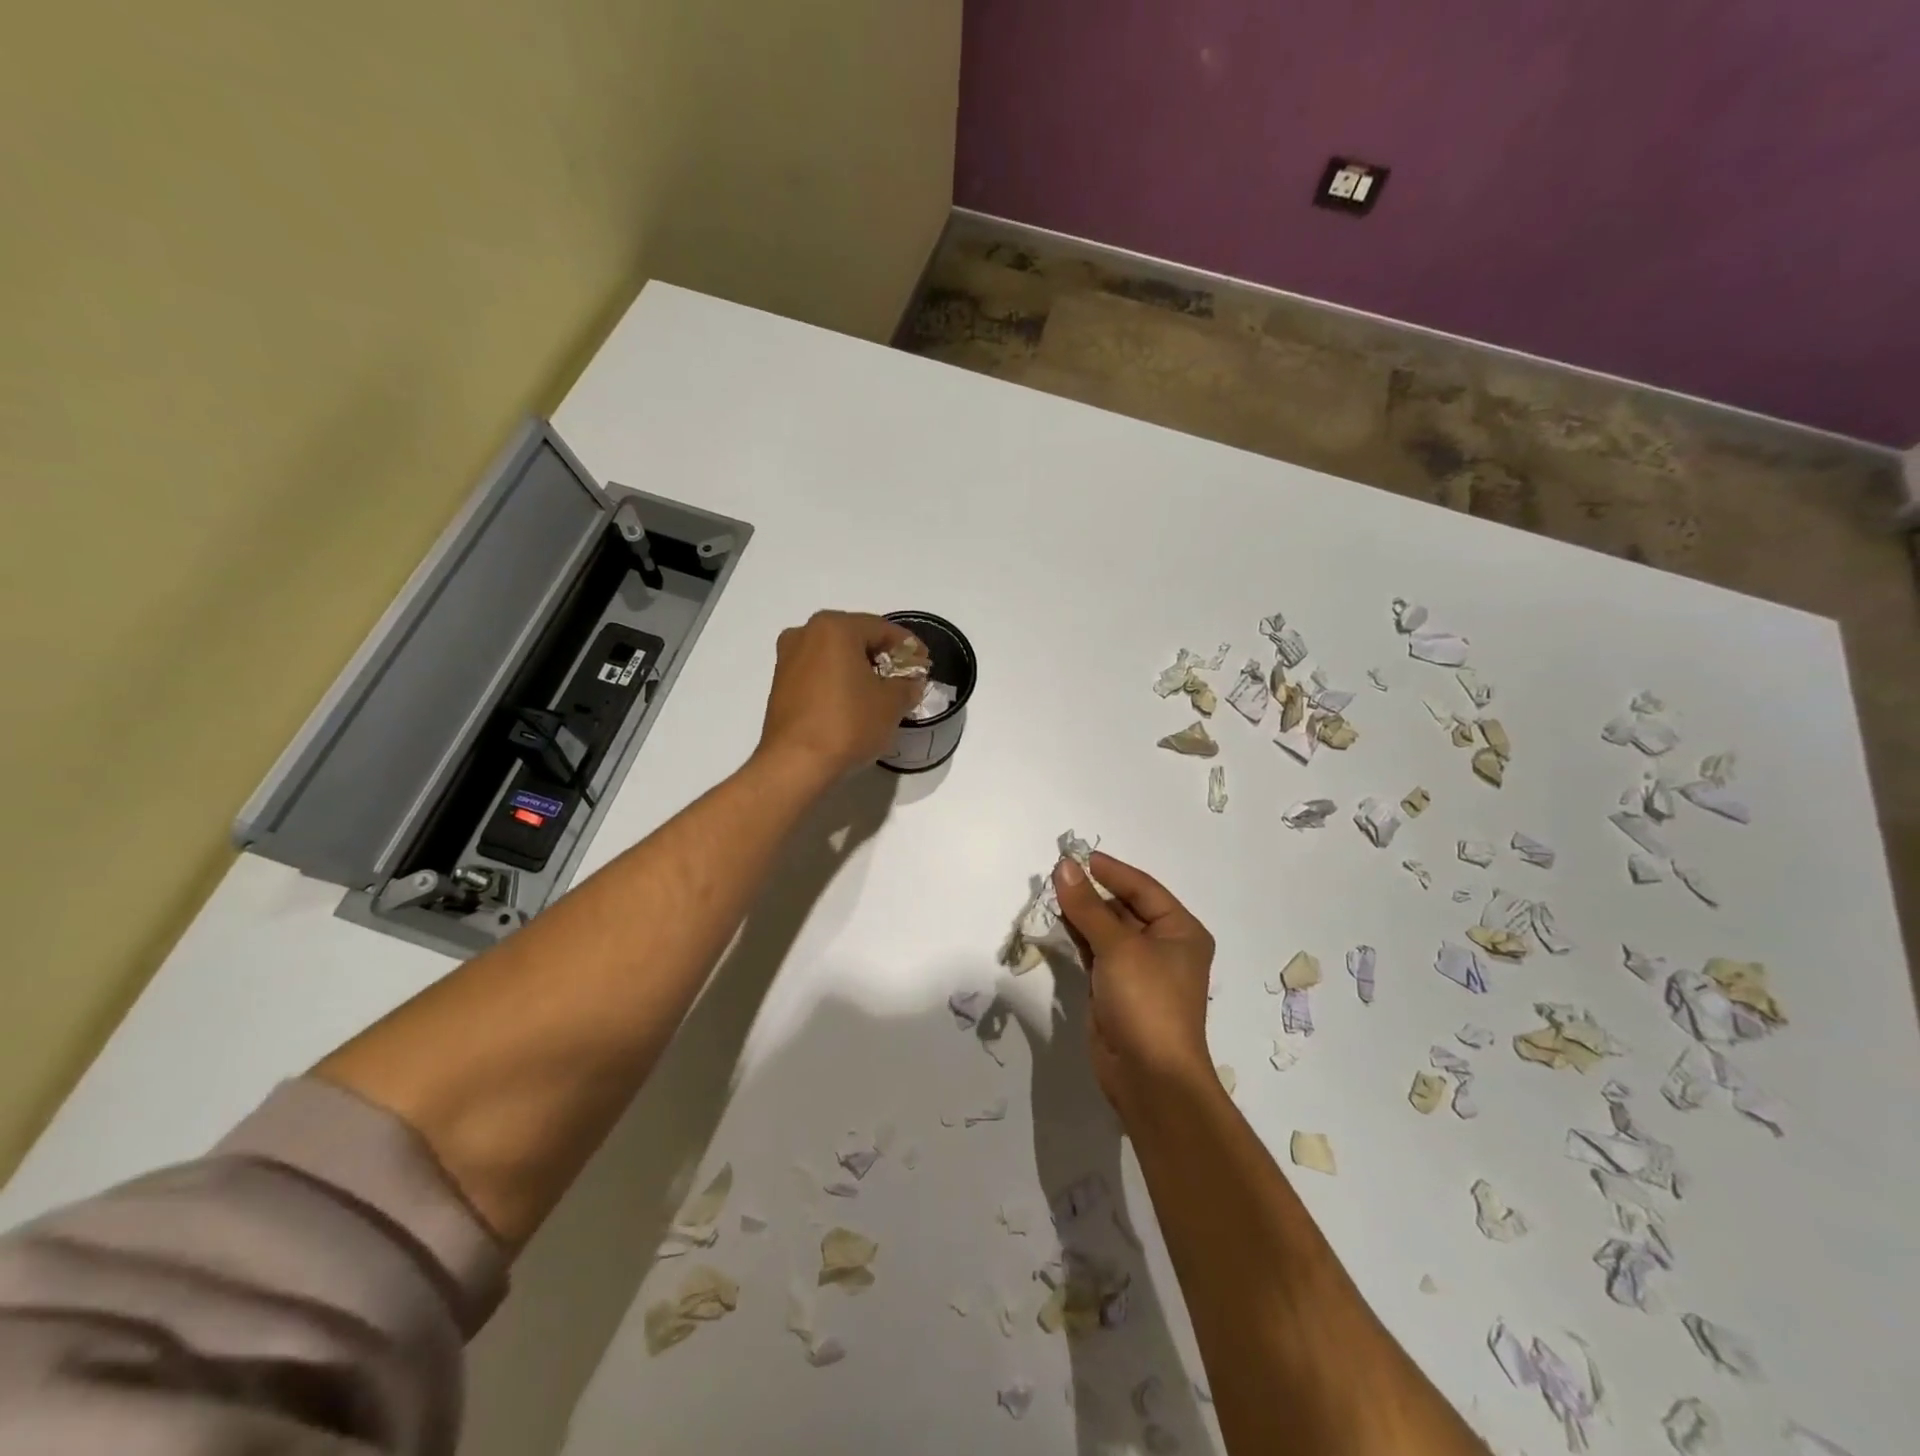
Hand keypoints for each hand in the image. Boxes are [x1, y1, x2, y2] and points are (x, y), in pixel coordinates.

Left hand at [756, 611, 923, 779]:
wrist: (795, 763)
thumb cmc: (848, 723)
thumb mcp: (892, 703)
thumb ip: (907, 685)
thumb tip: (909, 682)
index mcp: (834, 627)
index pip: (882, 628)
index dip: (908, 646)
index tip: (924, 664)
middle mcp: (806, 633)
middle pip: (855, 637)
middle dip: (882, 656)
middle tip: (905, 677)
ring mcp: (788, 658)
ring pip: (835, 655)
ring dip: (859, 668)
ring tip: (881, 692)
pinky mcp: (780, 684)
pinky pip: (819, 673)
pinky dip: (839, 681)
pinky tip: (854, 701)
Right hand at [1051, 851, 1216, 1118]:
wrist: (1150, 1077)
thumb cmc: (1147, 1001)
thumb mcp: (1118, 947)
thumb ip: (1087, 906)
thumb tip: (1063, 867)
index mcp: (1181, 931)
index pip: (1143, 888)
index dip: (1111, 871)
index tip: (1077, 856)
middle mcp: (1164, 946)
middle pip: (1124, 908)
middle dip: (1092, 892)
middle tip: (1056, 874)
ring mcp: (1139, 971)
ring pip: (1107, 931)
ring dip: (1082, 913)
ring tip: (1050, 893)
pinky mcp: (1116, 990)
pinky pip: (1096, 953)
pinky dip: (1078, 938)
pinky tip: (1057, 923)